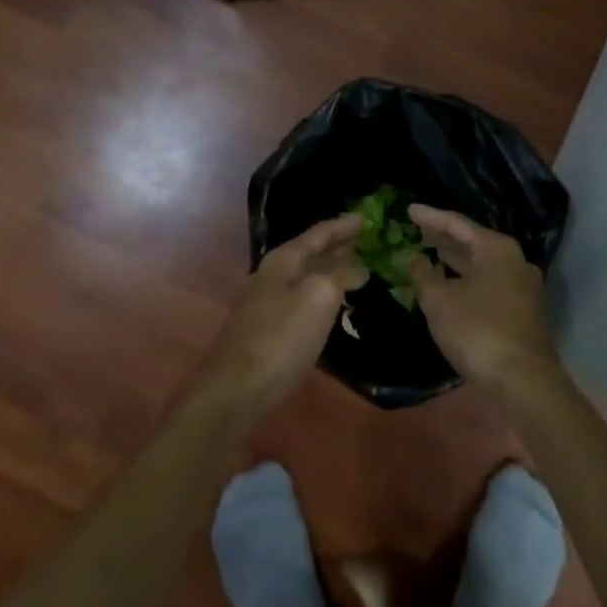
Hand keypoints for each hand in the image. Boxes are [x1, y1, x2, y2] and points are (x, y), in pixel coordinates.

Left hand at [199, 215, 364, 415]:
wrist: (237, 388)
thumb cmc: (281, 337)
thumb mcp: (319, 297)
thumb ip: (340, 275)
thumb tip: (358, 266)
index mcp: (284, 260)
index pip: (319, 233)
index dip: (344, 225)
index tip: (368, 218)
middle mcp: (274, 275)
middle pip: (311, 252)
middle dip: (339, 246)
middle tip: (368, 242)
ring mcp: (269, 303)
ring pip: (308, 277)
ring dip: (332, 271)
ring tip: (359, 269)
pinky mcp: (271, 329)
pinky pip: (304, 300)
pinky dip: (324, 295)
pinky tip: (336, 305)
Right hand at [408, 205, 558, 388]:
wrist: (523, 381)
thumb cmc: (477, 330)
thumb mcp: (438, 299)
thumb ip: (422, 273)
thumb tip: (412, 257)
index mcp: (496, 248)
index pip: (456, 223)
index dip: (430, 217)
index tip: (408, 210)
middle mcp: (514, 260)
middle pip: (472, 241)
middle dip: (443, 237)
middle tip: (417, 230)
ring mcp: (522, 286)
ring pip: (481, 264)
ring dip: (455, 259)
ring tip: (429, 252)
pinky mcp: (522, 310)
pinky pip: (488, 282)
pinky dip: (466, 278)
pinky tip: (450, 283)